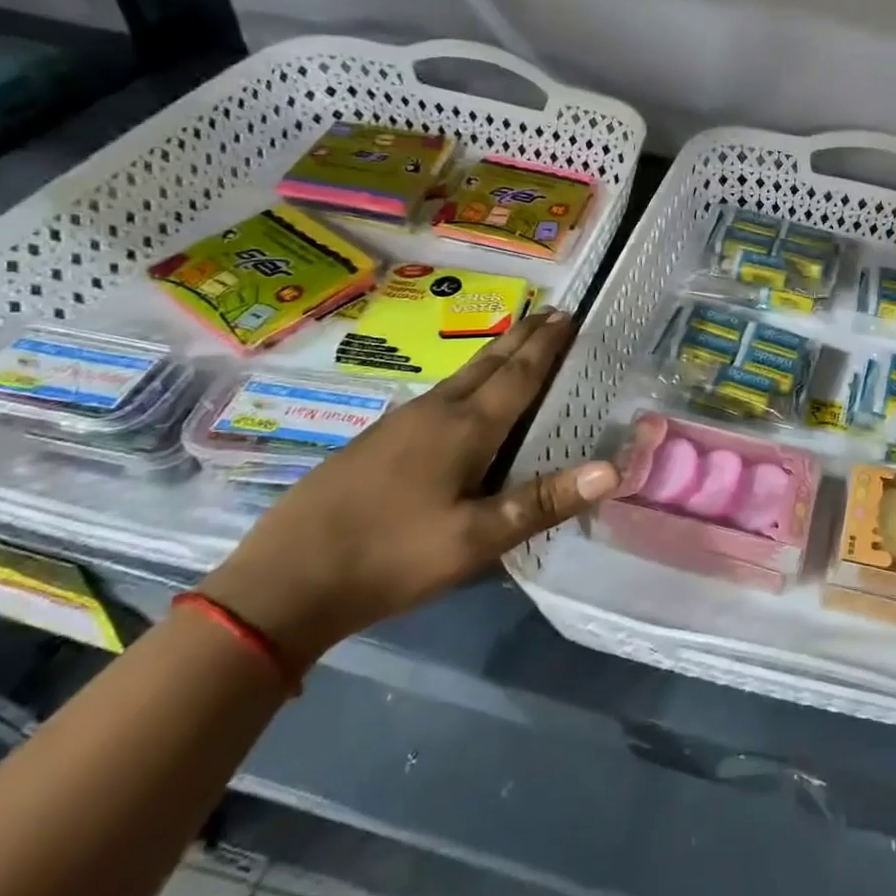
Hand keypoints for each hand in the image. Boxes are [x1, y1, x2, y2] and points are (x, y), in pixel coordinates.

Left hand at [199, 309, 616, 667]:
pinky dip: (466, 379)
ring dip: (494, 354)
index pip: (518, 376)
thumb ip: (542, 502)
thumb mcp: (475, 540)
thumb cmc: (391, 558)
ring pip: (460, 376)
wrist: (282, 583)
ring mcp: (400, 424)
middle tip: (552, 312)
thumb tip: (613, 469)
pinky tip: (458, 397)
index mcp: (465, 429)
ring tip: (516, 342)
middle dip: (524, 337)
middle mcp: (436, 413)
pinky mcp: (376, 441)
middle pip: (488, 363)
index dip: (547, 346)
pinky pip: (438, 395)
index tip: (569, 315)